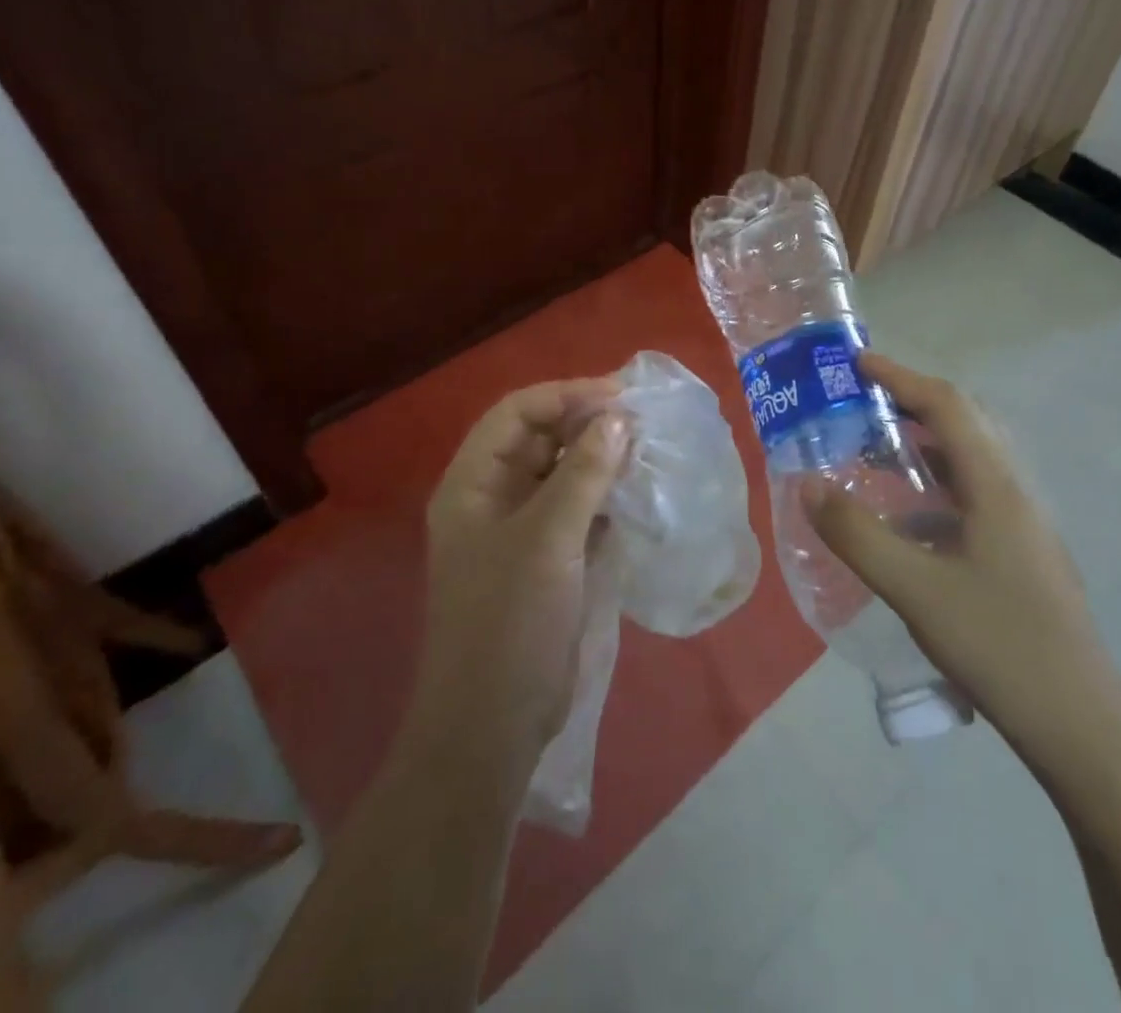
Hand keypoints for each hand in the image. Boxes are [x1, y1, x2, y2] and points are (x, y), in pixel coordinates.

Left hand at [413, 379, 630, 761]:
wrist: (494, 725)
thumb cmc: (509, 622)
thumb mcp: (547, 539)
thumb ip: (583, 473)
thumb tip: (618, 419)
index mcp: (473, 484)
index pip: (517, 414)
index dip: (565, 396)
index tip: (620, 397)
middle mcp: (493, 499)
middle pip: (541, 440)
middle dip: (587, 426)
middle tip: (643, 423)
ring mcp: (521, 532)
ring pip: (563, 475)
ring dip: (601, 462)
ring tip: (647, 453)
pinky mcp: (548, 561)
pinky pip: (578, 512)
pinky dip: (605, 499)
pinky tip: (638, 495)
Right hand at [805, 352, 1112, 740]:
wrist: (1078, 722)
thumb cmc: (999, 645)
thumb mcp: (915, 589)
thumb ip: (857, 534)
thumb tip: (808, 483)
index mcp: (996, 486)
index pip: (948, 406)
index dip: (901, 378)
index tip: (857, 364)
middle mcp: (1014, 491)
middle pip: (965, 422)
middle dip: (912, 402)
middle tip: (861, 404)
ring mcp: (1022, 522)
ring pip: (970, 459)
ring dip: (923, 444)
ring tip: (874, 453)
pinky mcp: (1020, 550)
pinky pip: (972, 493)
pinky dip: (933, 485)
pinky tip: (905, 519)